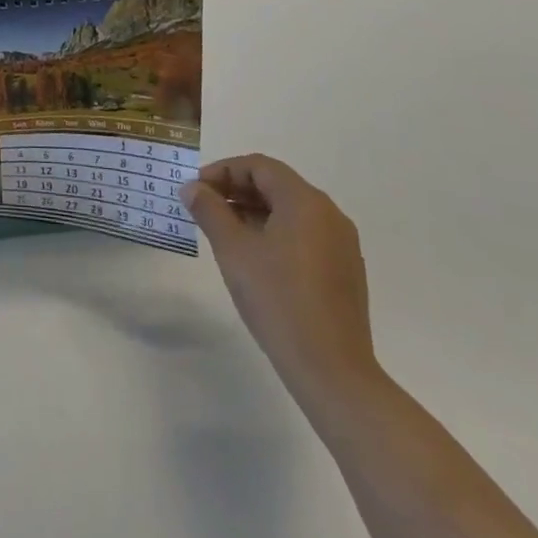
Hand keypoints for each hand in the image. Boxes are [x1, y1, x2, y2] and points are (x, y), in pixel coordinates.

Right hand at [181, 154, 379, 407]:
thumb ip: (210, 211)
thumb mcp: (233, 250)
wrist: (332, 370)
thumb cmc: (278, 299)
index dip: (223, 171)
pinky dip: (275, 233)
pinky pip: (304, 235)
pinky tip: (255, 258)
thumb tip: (192, 188)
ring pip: (290, 211)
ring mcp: (341, 244)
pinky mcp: (344, 271)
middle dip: (237, 190)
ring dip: (254, 212)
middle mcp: (329, 214)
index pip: (259, 167)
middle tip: (205, 207)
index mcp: (305, 201)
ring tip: (224, 232)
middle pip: (276, 185)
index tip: (196, 189)